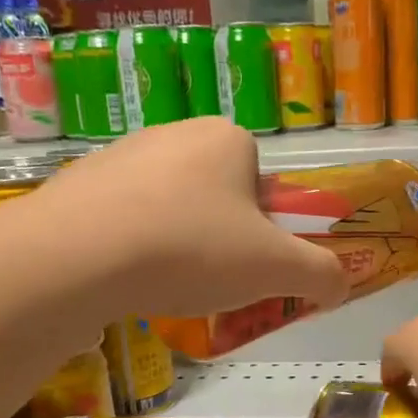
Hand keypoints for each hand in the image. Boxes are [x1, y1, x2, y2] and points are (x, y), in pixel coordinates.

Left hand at [43, 119, 348, 319]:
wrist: (76, 257)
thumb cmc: (192, 249)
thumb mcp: (276, 268)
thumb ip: (321, 274)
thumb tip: (341, 284)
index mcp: (226, 139)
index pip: (261, 183)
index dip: (262, 227)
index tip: (247, 261)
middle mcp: (173, 133)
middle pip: (216, 195)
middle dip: (219, 238)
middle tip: (211, 279)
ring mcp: (119, 155)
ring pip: (168, 207)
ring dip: (175, 244)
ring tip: (164, 284)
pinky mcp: (78, 184)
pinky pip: (122, 219)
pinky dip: (131, 248)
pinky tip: (123, 279)